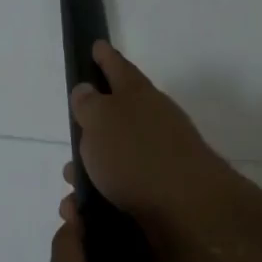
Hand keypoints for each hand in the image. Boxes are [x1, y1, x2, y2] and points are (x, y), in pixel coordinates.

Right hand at [66, 42, 235, 250]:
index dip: (106, 58)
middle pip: (117, 120)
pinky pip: (121, 196)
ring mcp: (160, 162)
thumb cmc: (138, 157)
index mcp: (139, 98)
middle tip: (72, 142)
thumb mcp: (102, 121)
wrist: (189, 213)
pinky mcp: (160, 199)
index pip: (119, 69)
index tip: (97, 46)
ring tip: (72, 193)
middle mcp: (153, 125)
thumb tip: (86, 90)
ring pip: (116, 163)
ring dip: (91, 176)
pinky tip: (85, 215)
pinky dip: (100, 204)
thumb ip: (89, 104)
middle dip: (90, 133)